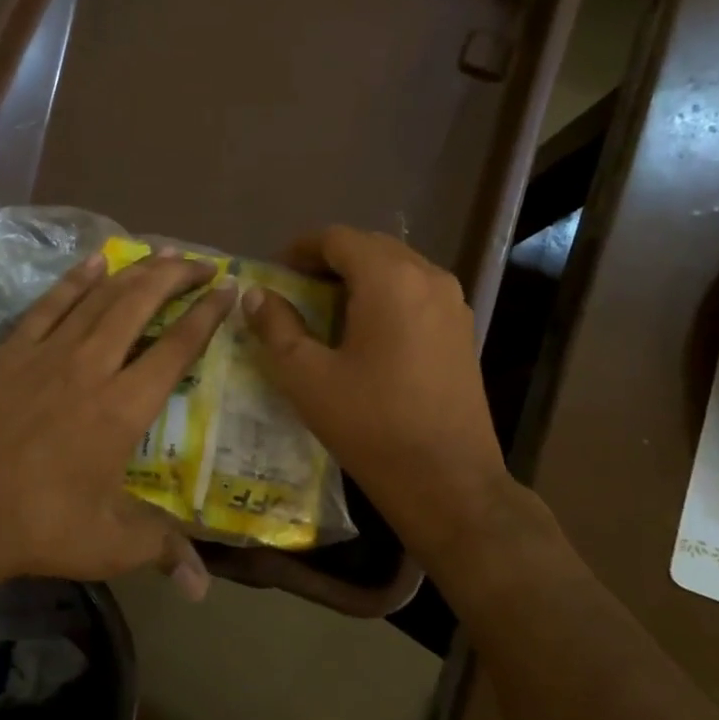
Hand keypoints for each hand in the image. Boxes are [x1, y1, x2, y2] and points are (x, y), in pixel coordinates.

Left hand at [0, 250, 234, 609]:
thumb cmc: (34, 528)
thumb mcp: (107, 545)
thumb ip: (160, 549)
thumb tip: (202, 585)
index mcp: (122, 408)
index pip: (177, 348)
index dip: (206, 315)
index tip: (228, 290)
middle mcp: (90, 367)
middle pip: (140, 304)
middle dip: (176, 276)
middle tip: (201, 262)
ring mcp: (46, 354)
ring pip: (99, 296)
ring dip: (134, 271)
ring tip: (161, 254)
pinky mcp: (9, 353)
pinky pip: (49, 304)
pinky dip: (75, 279)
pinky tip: (94, 263)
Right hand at [242, 226, 511, 568]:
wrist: (448, 480)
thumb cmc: (371, 425)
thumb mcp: (306, 377)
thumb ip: (276, 327)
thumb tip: (256, 294)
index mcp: (389, 280)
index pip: (339, 238)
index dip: (302, 248)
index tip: (276, 270)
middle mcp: (427, 278)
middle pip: (371, 247)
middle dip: (330, 260)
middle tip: (296, 288)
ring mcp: (452, 303)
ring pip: (397, 268)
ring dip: (359, 276)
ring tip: (326, 308)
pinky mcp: (462, 330)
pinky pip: (417, 292)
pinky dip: (385, 295)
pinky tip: (365, 331)